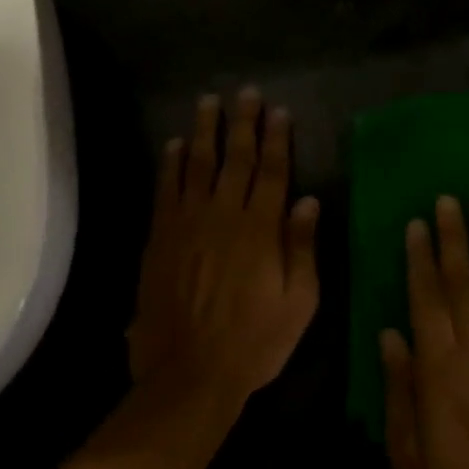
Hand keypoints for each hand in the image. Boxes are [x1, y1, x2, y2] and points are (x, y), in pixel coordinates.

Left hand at [128, 88, 319, 410]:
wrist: (188, 376)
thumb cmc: (254, 341)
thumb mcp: (299, 302)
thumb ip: (302, 248)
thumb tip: (308, 201)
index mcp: (260, 230)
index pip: (273, 172)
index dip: (277, 139)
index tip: (279, 110)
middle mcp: (223, 216)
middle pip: (236, 159)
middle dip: (242, 123)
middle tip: (245, 92)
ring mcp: (187, 225)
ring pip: (197, 166)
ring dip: (204, 132)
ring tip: (208, 102)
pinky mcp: (160, 240)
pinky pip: (166, 191)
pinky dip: (170, 165)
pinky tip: (174, 145)